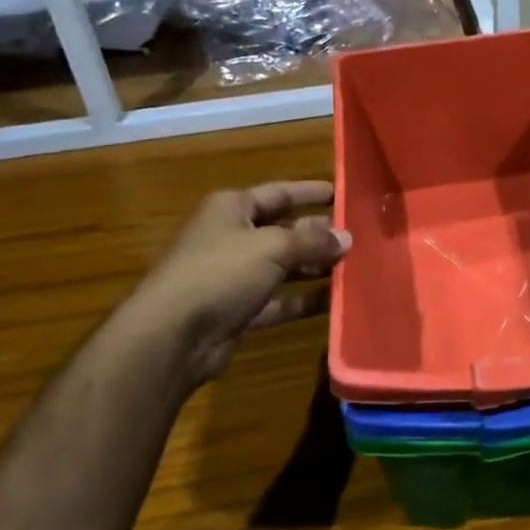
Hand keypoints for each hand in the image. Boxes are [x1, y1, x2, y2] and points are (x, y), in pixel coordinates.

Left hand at [111, 181, 349, 388]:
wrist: (172, 336)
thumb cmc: (220, 272)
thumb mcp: (271, 247)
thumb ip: (311, 241)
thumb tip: (345, 236)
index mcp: (231, 209)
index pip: (278, 193)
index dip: (310, 192)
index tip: (343, 194)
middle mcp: (231, 237)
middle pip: (283, 230)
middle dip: (318, 234)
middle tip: (357, 237)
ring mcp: (233, 277)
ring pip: (282, 267)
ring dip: (314, 268)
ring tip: (353, 268)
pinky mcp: (237, 311)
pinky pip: (278, 301)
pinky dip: (302, 301)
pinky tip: (334, 301)